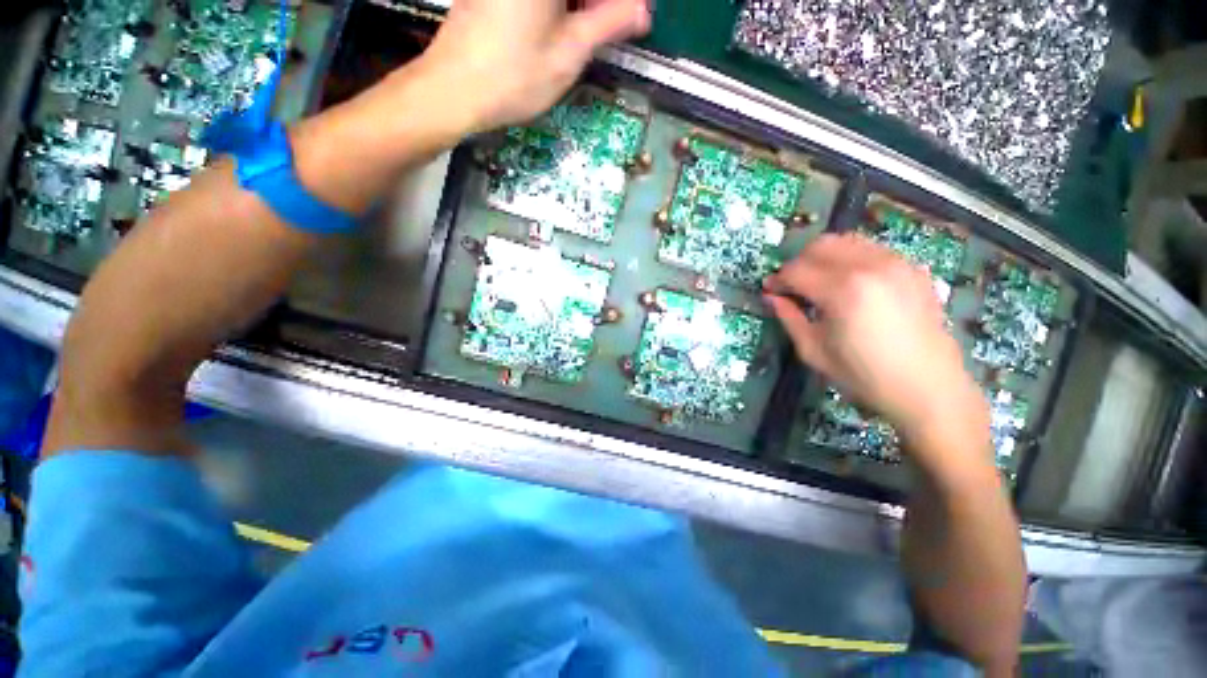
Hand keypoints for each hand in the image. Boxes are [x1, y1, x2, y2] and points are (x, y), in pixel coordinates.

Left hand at [415, 0, 651, 134]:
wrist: (453, 90)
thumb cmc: (514, 77)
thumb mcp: (569, 54)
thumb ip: (609, 23)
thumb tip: (643, 10)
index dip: (617, 5)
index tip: (631, 18)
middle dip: (598, 4)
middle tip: (613, 27)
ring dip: (579, 6)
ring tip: (587, 34)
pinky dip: (557, 8)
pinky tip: (560, 29)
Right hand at [764, 234, 988, 449]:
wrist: (928, 388)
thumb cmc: (864, 376)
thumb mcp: (814, 351)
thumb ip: (789, 318)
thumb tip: (772, 297)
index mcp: (842, 291)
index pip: (796, 271)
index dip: (777, 280)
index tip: (770, 291)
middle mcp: (869, 266)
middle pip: (820, 245)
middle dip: (798, 263)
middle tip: (792, 286)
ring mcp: (896, 263)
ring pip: (847, 241)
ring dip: (824, 257)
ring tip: (819, 282)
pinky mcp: (913, 268)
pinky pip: (872, 249)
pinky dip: (851, 259)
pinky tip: (850, 284)